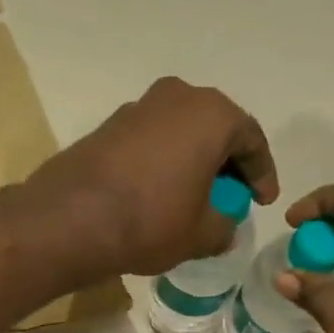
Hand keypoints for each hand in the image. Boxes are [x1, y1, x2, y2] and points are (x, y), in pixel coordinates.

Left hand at [22, 77, 280, 278]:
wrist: (70, 220)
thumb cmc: (150, 222)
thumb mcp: (200, 235)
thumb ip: (223, 227)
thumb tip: (224, 227)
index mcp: (212, 115)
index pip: (251, 140)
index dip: (262, 174)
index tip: (263, 201)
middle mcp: (177, 97)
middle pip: (215, 128)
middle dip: (228, 163)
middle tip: (232, 196)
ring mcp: (138, 107)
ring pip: (181, 132)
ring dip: (193, 161)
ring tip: (195, 197)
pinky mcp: (108, 126)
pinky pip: (151, 142)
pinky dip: (163, 163)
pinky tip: (159, 193)